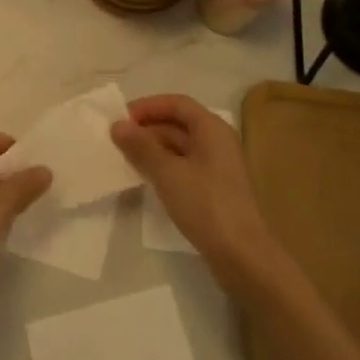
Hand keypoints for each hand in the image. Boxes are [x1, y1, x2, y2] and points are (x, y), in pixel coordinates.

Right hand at [112, 95, 289, 295]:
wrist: (241, 256)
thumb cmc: (206, 205)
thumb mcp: (168, 173)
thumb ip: (141, 146)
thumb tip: (118, 125)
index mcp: (212, 129)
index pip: (177, 104)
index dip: (149, 106)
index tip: (122, 118)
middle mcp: (217, 142)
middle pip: (179, 123)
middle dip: (148, 128)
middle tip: (118, 139)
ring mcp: (217, 167)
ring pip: (180, 146)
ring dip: (153, 148)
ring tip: (125, 157)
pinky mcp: (214, 189)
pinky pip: (184, 166)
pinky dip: (163, 166)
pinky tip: (146, 177)